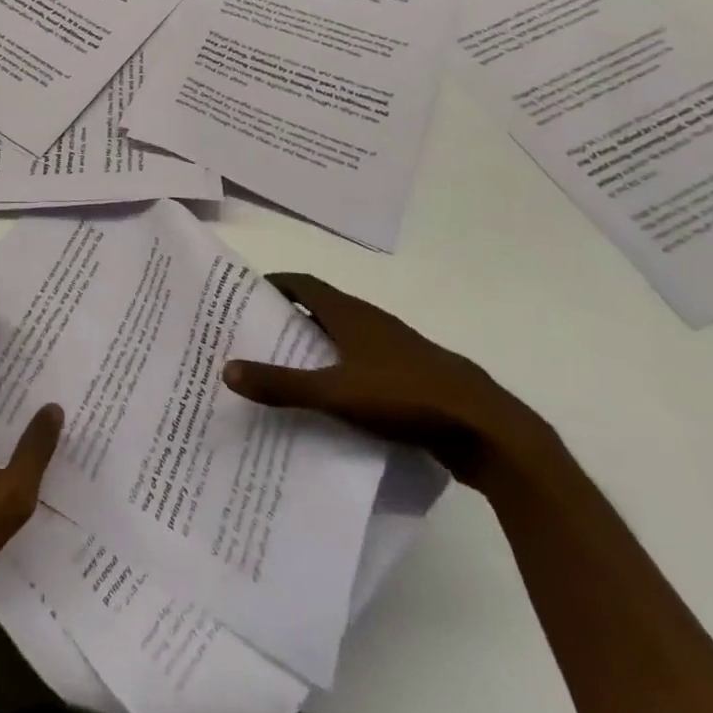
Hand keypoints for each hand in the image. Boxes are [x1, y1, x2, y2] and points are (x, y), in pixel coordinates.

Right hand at [223, 273, 543, 485]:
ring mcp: (394, 349)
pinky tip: (331, 402)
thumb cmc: (405, 396)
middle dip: (288, 319)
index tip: (245, 296)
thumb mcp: (336, 393)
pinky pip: (363, 365)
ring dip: (316, 347)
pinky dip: (341, 372)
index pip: (303, 284)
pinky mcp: (411, 377)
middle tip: (255, 337)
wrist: (485, 428)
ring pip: (344, 339)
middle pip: (321, 309)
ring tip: (284, 370)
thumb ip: (282, 384)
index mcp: (351, 313)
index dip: (274, 284)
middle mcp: (371, 322)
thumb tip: (226, 369)